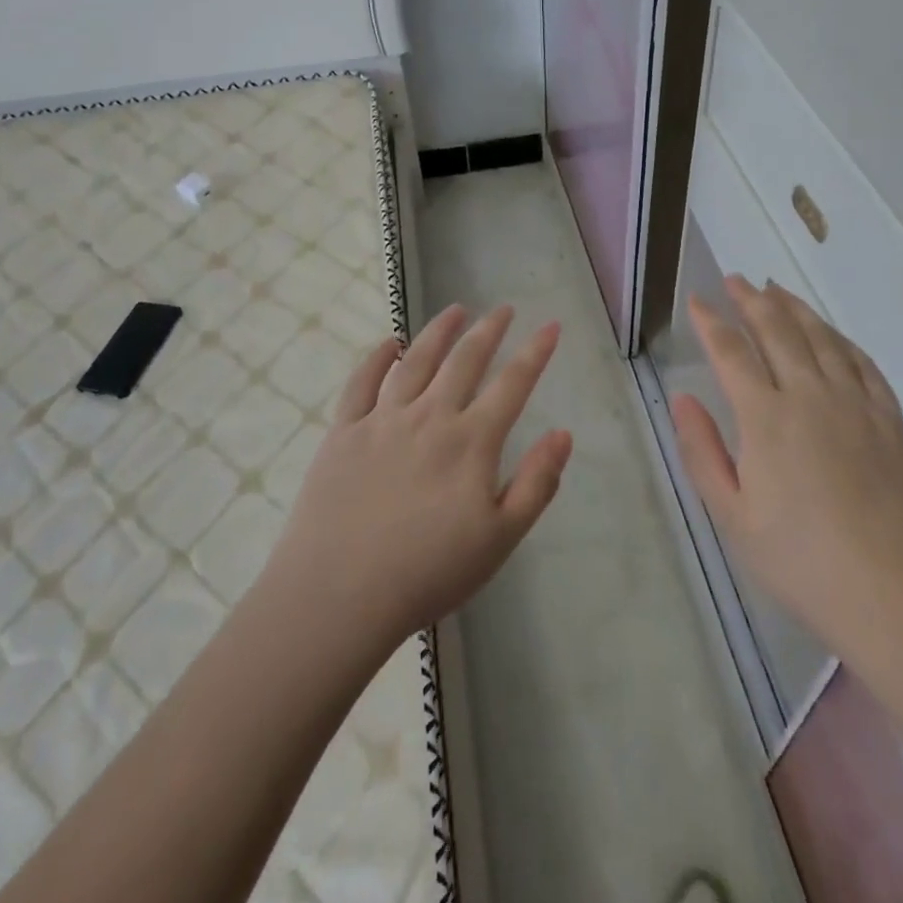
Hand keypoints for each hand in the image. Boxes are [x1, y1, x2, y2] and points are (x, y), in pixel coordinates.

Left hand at [265, 305, 572, 650]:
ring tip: (455, 310)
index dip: (535, 352)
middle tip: (503, 308)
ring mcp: (382, 420)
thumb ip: (537, 483)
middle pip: (465, 361)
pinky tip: (390, 342)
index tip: (551, 325)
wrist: (339, 595)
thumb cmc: (428, 573)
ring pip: (416, 361)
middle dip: (488, 330)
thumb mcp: (500, 539)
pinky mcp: (344, 432)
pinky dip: (378, 357)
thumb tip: (563, 434)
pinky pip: (362, 382)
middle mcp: (430, 417)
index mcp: (471, 442)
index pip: (513, 384)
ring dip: (439, 331)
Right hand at [671, 277, 902, 667]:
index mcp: (766, 417)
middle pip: (777, 330)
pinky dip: (841, 339)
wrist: (901, 597)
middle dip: (751, 300)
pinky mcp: (891, 420)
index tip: (697, 299)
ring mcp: (857, 404)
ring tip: (776, 290)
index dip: (710, 321)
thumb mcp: (733, 516)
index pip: (730, 351)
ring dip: (795, 308)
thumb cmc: (803, 563)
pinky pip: (863, 363)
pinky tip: (832, 334)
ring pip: (822, 338)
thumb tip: (684, 397)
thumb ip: (702, 451)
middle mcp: (811, 395)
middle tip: (735, 280)